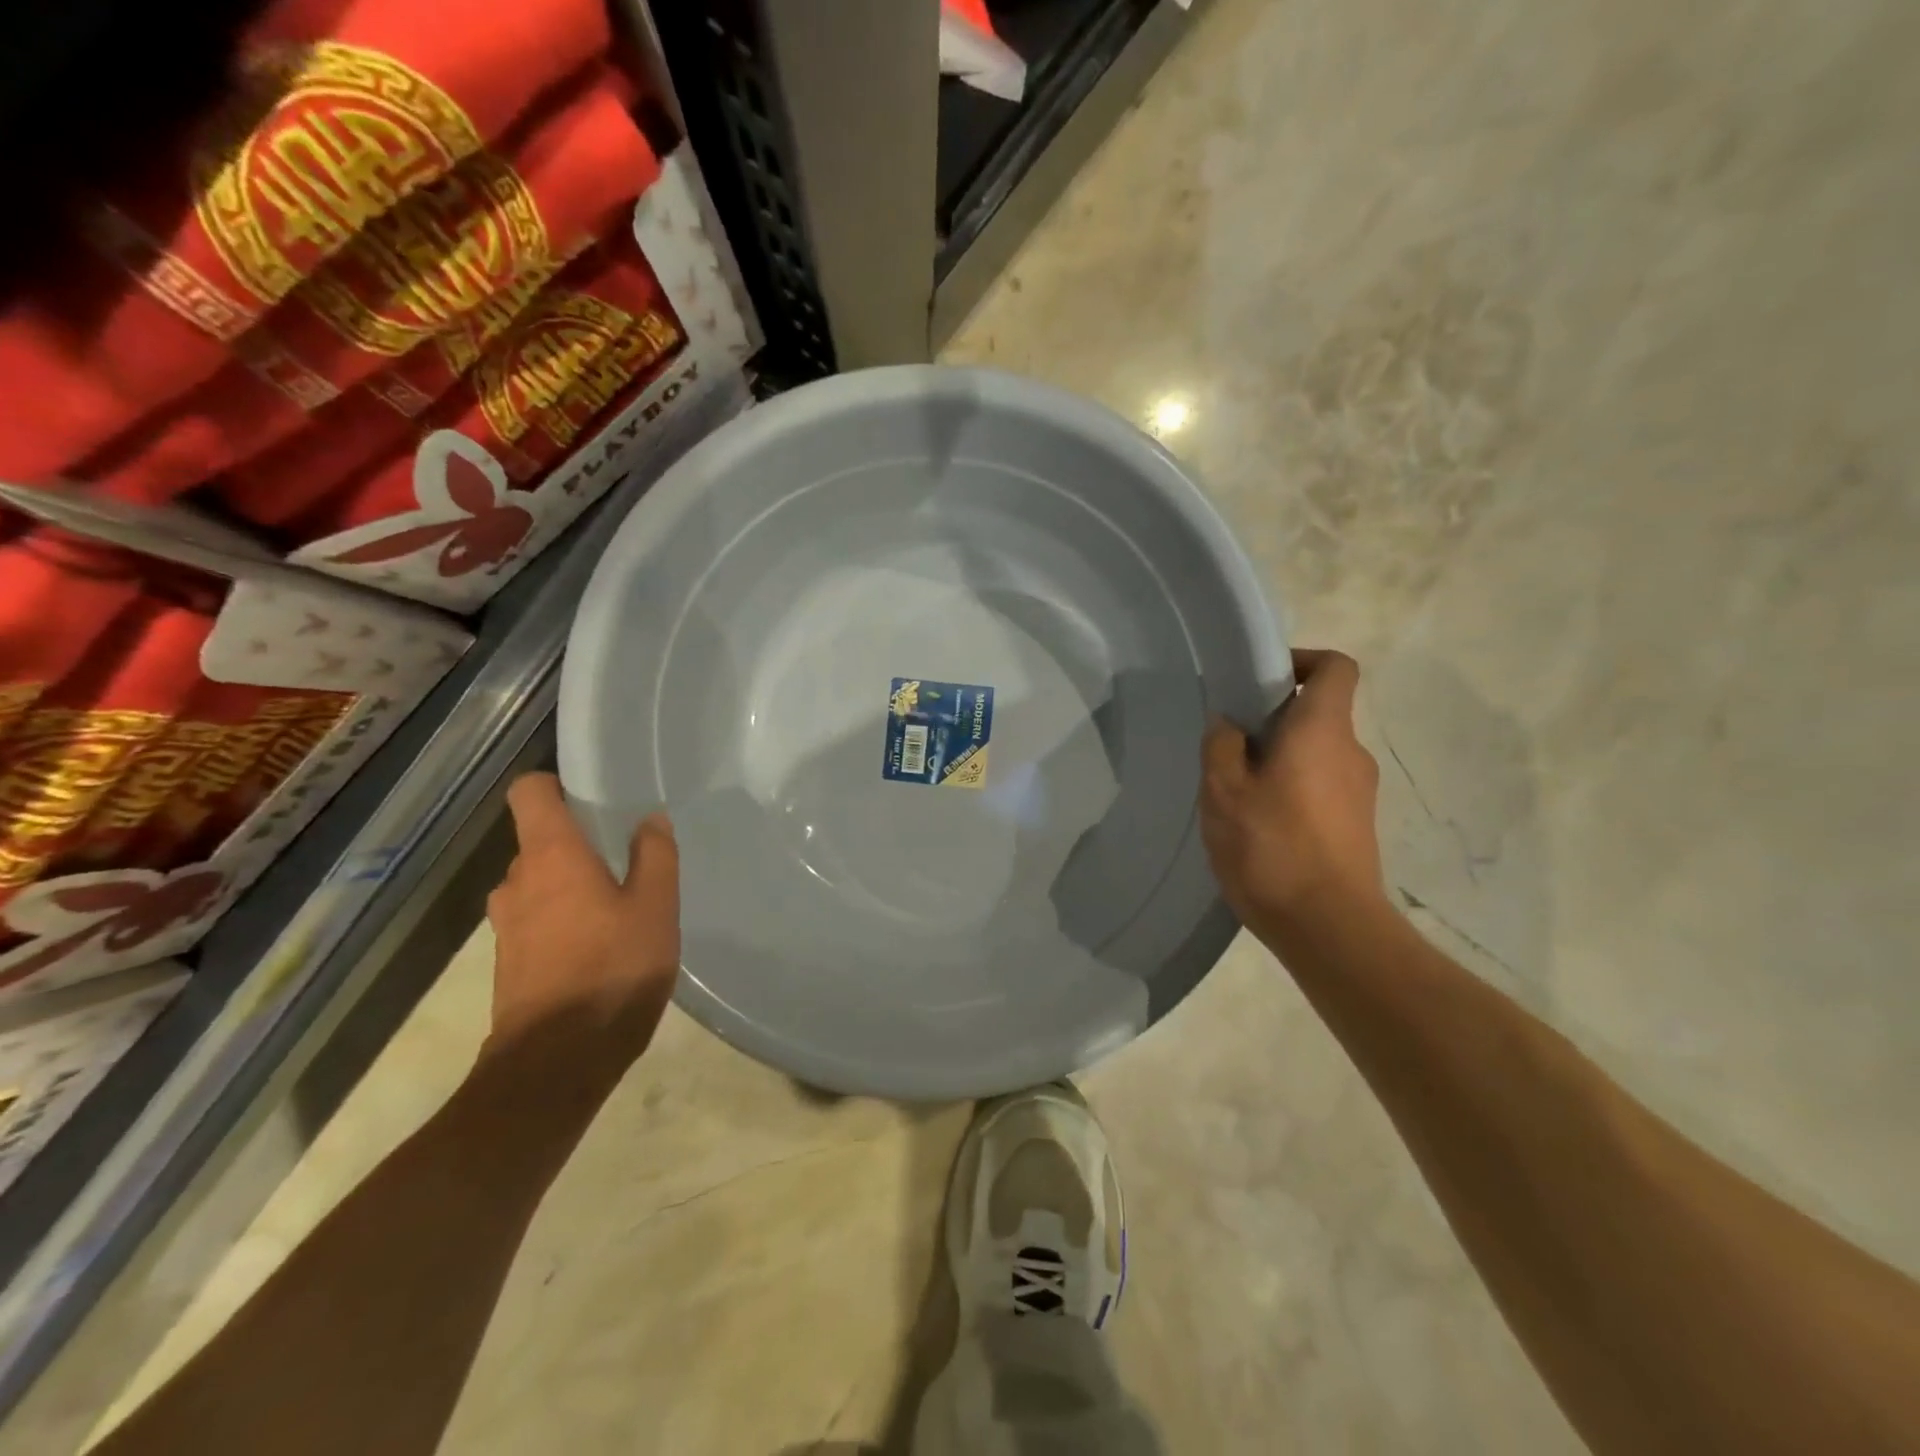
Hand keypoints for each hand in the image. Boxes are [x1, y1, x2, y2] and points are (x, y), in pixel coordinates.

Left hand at [482, 773, 679, 1087]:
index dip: (556, 785)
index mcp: (551, 856)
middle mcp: (517, 881)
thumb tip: (649, 819)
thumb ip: (655, 855)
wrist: (556, 1063)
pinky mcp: (508, 960)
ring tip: (617, 903)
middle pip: (539, 840)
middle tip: (625, 857)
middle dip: (577, 842)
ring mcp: (506, 924)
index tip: (592, 795)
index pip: (529, 792)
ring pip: (539, 883)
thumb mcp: (656, 907)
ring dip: (570, 884)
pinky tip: (599, 943)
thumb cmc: (613, 971)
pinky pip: (536, 918)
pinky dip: (562, 918)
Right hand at [1200, 648, 1388, 951]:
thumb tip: (1228, 723)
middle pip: (1319, 712)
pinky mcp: (1357, 825)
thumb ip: (1222, 746)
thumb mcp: (1224, 792)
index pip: (1336, 667)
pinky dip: (1292, 788)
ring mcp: (1360, 792)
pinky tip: (1259, 823)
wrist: (1330, 928)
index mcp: (1322, 731)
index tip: (1261, 680)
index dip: (1302, 661)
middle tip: (1228, 744)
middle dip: (1273, 718)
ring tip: (1236, 790)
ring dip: (1279, 758)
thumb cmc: (1272, 848)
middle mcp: (1351, 752)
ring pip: (1316, 753)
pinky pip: (1321, 786)